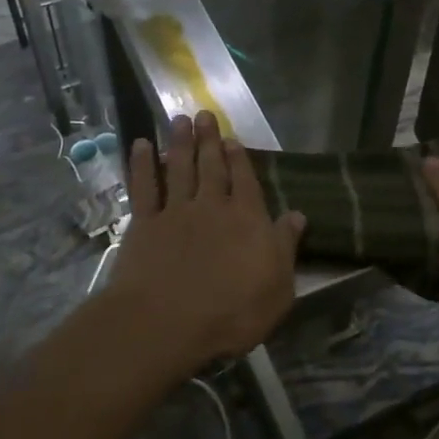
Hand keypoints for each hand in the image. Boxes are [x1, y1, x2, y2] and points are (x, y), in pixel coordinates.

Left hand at [101, 112, 304, 377]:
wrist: (166, 324)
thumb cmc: (231, 314)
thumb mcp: (277, 289)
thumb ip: (285, 247)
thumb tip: (298, 216)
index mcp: (247, 220)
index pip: (245, 181)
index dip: (239, 158)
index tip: (232, 138)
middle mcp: (212, 207)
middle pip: (211, 167)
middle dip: (208, 140)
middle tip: (204, 115)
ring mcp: (175, 213)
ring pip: (178, 169)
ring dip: (179, 143)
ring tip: (179, 120)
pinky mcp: (144, 225)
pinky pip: (143, 187)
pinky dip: (141, 165)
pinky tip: (141, 145)